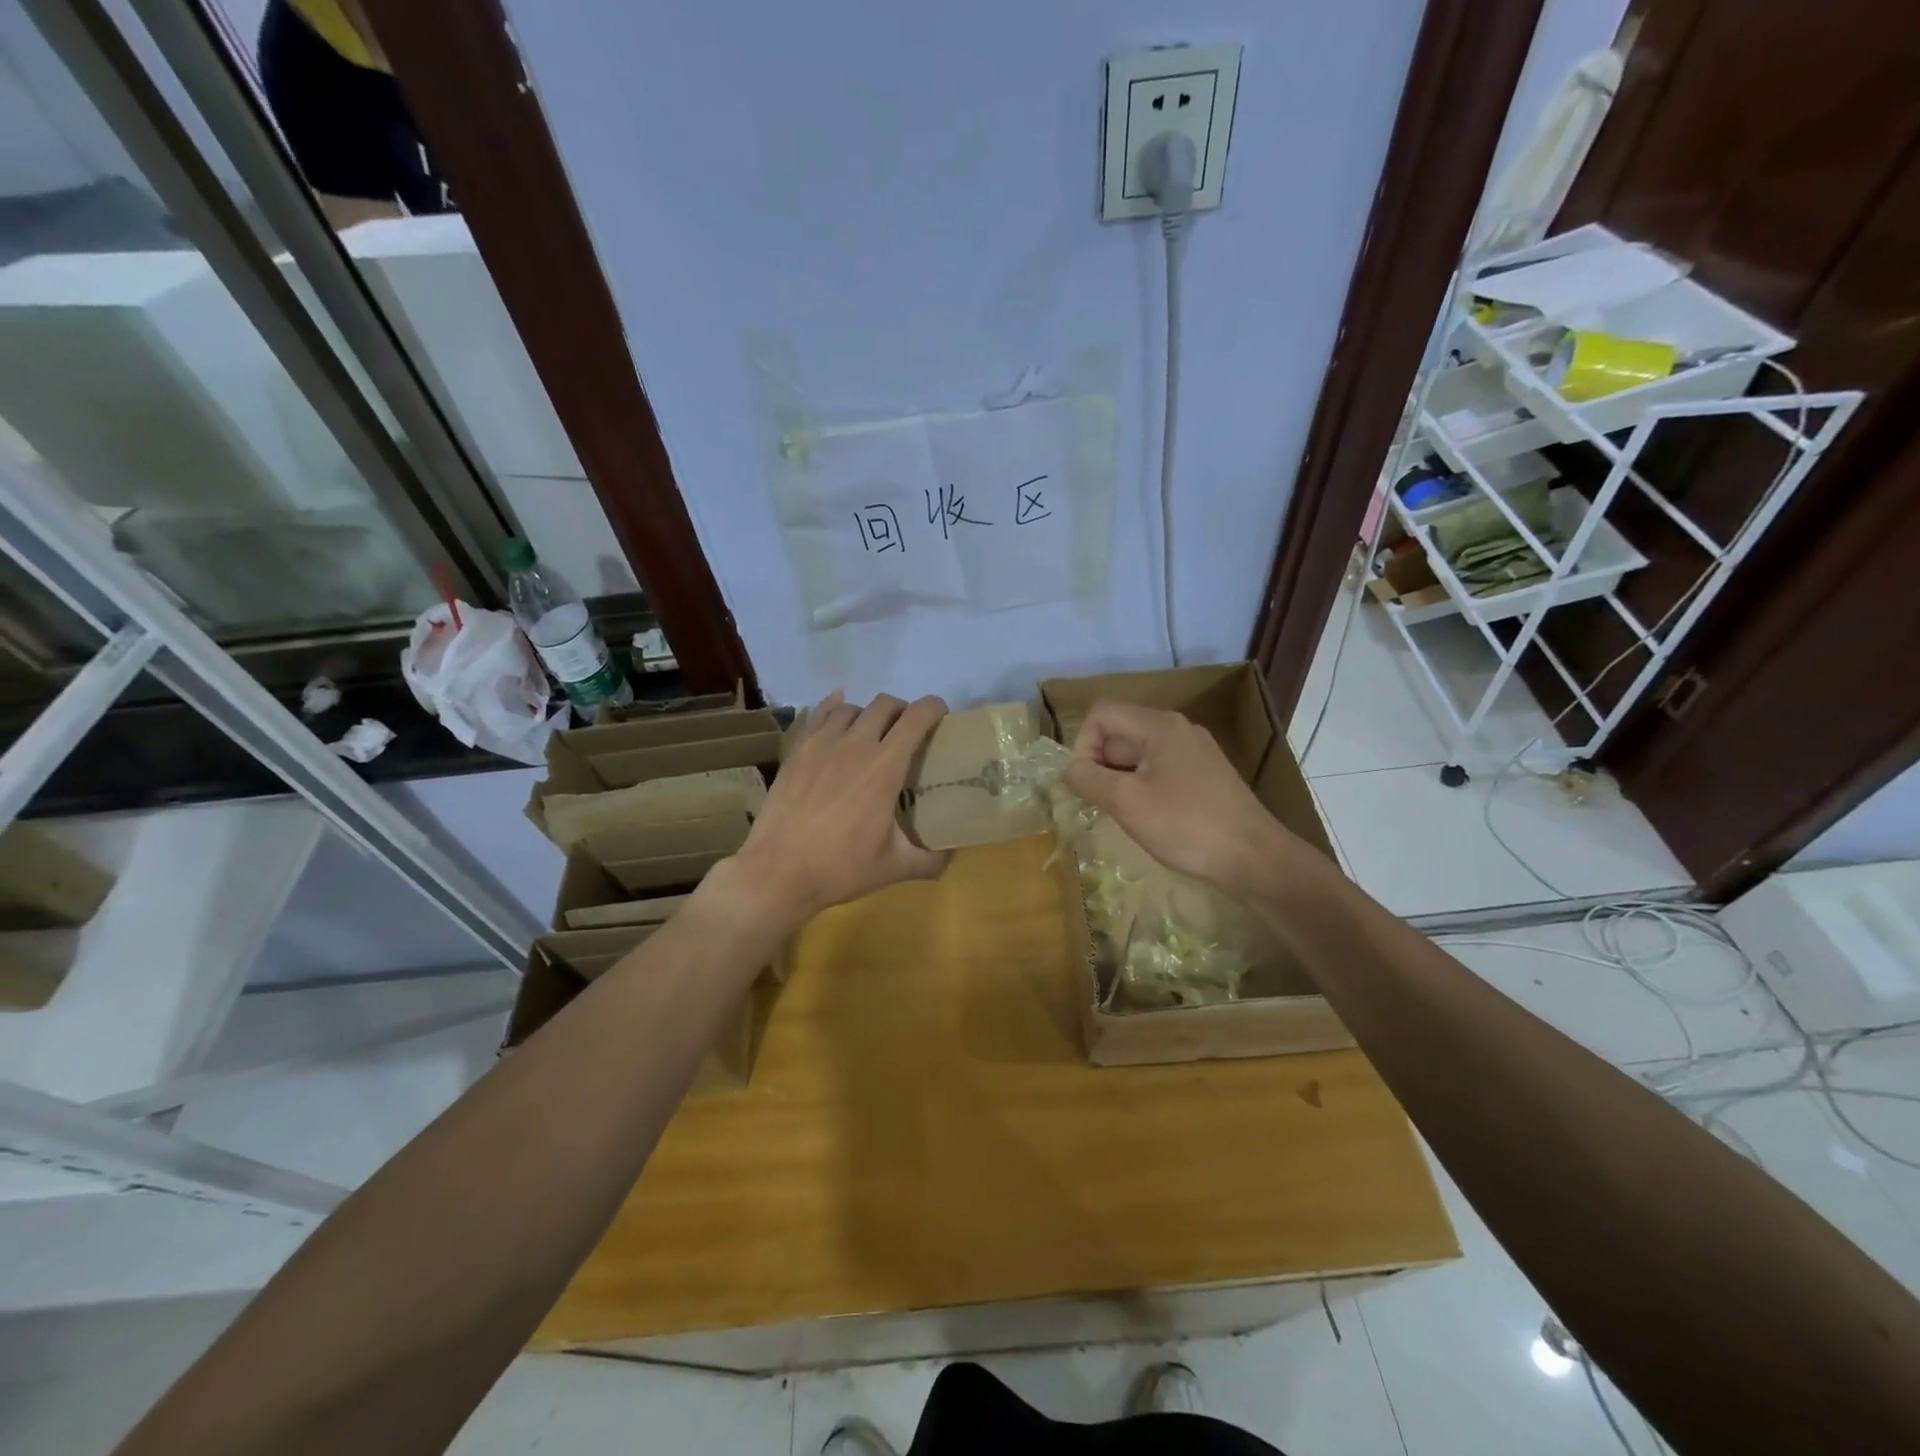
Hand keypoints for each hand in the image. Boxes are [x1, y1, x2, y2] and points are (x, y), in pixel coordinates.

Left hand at [722, 691, 950, 929]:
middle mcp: (856, 744)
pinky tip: (838, 715)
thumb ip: (931, 860)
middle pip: (885, 704)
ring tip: (871, 732)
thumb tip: (952, 854)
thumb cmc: (841, 868)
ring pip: (851, 707)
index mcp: (885, 767)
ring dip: (868, 713)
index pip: (916, 717)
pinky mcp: (797, 750)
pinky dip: (834, 708)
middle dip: (902, 710)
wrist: (778, 871)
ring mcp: (822, 743)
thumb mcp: (895, 867)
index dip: (934, 708)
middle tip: (907, 730)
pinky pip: (818, 714)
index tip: (941, 716)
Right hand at [1061, 700, 1300, 895]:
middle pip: (1120, 733)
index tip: (1087, 783)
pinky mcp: (1205, 776)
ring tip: (1125, 815)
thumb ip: (1088, 779)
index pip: (1101, 714)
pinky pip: (1160, 771)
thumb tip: (1069, 769)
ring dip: (1120, 781)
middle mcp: (1178, 730)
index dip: (1083, 744)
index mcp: (1159, 725)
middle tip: (1104, 805)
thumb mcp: (1126, 801)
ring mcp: (1195, 753)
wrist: (1254, 858)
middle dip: (1101, 766)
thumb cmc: (1186, 825)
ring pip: (1138, 755)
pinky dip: (1144, 789)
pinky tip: (1151, 820)